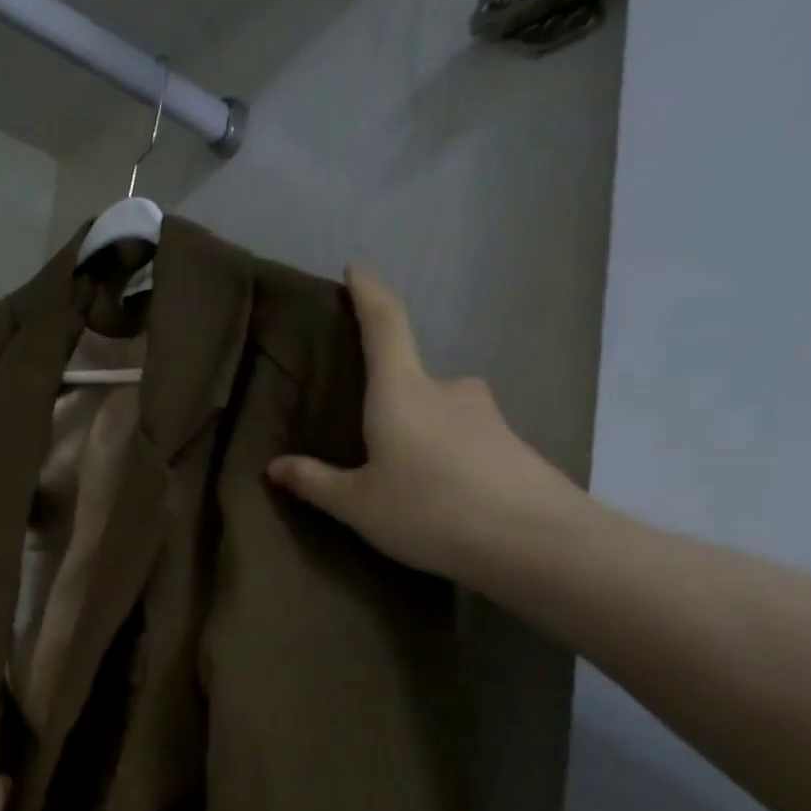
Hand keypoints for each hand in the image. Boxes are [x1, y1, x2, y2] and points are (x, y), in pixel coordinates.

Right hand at [266, 264, 583, 584]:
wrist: (534, 542)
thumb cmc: (429, 510)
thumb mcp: (357, 504)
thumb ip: (315, 482)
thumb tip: (275, 466)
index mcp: (402, 392)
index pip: (385, 324)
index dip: (369, 293)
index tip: (357, 268)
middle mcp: (448, 390)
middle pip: (412, 379)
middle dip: (390, 401)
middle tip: (369, 439)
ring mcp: (487, 415)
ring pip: (440, 413)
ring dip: (420, 434)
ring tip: (406, 480)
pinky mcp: (513, 444)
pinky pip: (466, 439)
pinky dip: (448, 457)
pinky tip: (442, 498)